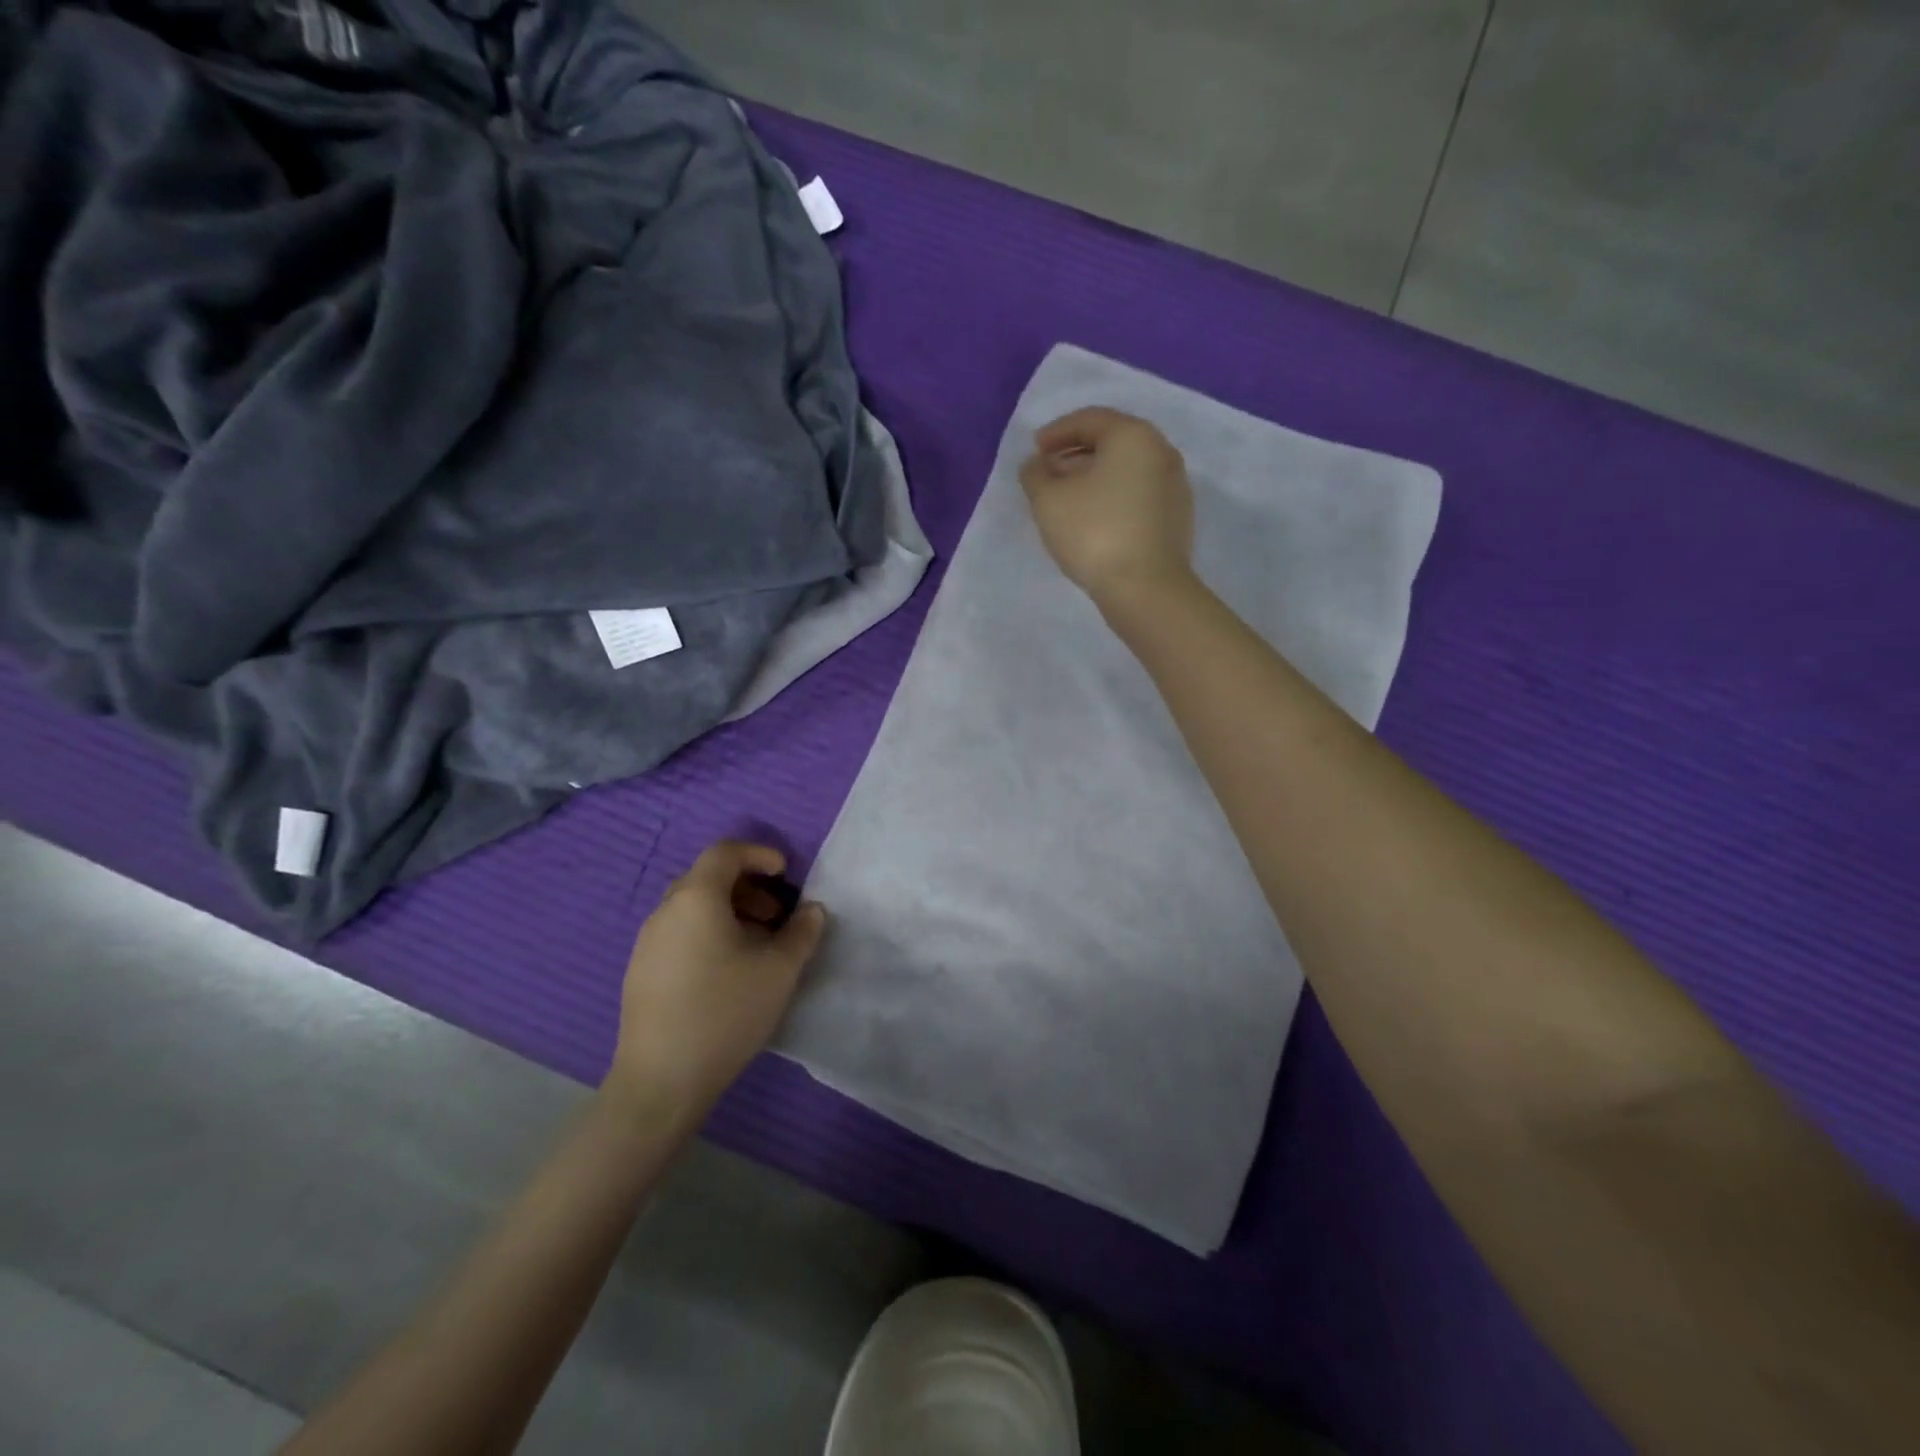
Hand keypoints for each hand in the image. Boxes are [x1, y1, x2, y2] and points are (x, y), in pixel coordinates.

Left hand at [609, 840, 826, 1120]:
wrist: (661, 1081)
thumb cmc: (725, 1012)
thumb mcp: (779, 970)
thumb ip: (802, 932)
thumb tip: (812, 910)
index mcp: (695, 898)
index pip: (725, 852)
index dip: (759, 854)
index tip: (786, 874)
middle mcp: (665, 911)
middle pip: (707, 878)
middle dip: (747, 887)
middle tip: (776, 915)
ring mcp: (647, 942)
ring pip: (692, 908)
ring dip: (728, 912)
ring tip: (757, 946)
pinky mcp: (640, 972)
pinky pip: (679, 933)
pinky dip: (707, 933)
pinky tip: (727, 972)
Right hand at [1019, 407, 1194, 606]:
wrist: (1146, 588)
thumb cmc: (1094, 533)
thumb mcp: (1048, 501)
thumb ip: (1035, 474)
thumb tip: (1037, 464)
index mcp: (1133, 436)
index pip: (1090, 419)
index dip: (1057, 432)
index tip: (1035, 451)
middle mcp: (1161, 451)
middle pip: (1112, 442)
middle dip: (1076, 454)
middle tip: (1048, 473)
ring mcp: (1174, 485)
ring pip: (1126, 470)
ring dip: (1094, 477)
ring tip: (1068, 499)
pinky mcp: (1177, 517)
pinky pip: (1138, 494)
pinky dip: (1113, 497)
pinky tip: (1094, 519)